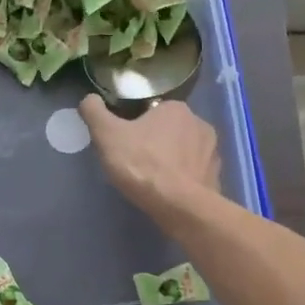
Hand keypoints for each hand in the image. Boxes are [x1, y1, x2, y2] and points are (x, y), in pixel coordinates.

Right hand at [80, 96, 220, 219]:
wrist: (180, 206)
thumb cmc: (142, 164)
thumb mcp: (107, 136)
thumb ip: (94, 112)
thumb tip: (88, 98)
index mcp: (175, 108)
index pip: (152, 110)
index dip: (136, 125)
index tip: (125, 143)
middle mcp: (200, 123)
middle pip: (169, 130)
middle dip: (156, 142)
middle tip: (136, 162)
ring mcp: (213, 151)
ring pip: (185, 150)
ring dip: (172, 160)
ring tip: (153, 180)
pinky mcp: (216, 176)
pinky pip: (195, 172)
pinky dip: (184, 178)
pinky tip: (170, 192)